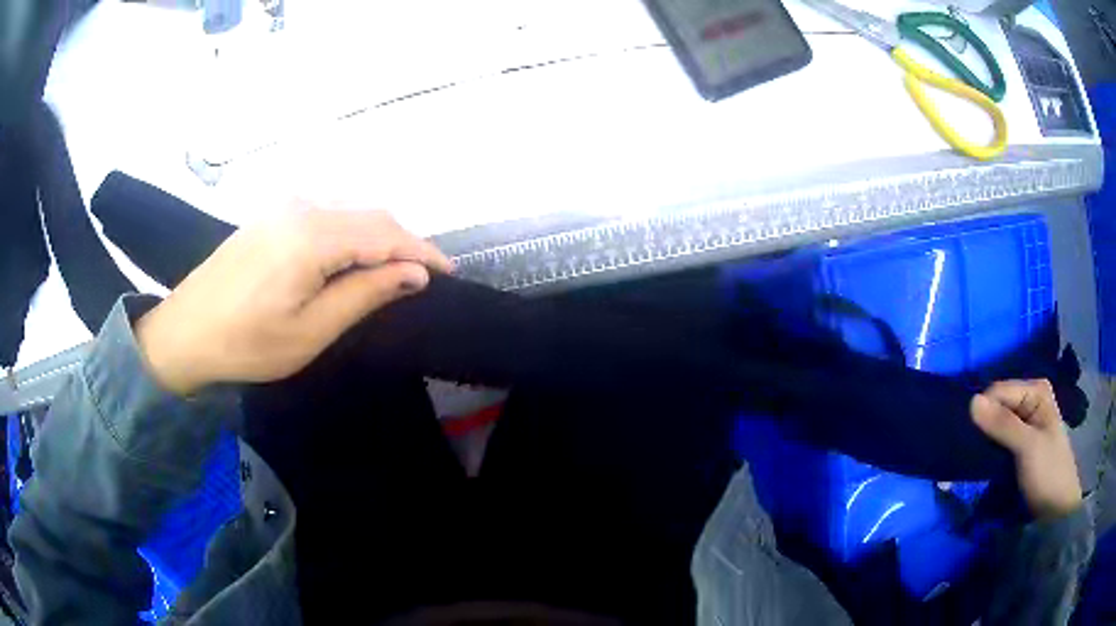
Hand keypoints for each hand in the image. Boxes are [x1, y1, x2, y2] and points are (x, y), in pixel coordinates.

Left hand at [135, 207, 451, 395]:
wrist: (185, 331)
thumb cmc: (247, 343)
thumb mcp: (311, 331)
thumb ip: (365, 294)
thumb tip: (414, 273)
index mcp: (312, 235)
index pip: (385, 233)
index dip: (422, 251)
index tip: (448, 274)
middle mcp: (302, 206)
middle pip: (370, 214)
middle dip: (403, 242)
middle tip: (422, 278)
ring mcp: (284, 204)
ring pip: (350, 209)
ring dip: (378, 235)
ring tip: (392, 270)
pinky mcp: (273, 212)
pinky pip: (327, 211)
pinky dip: (351, 230)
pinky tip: (351, 255)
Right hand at [971, 379, 1083, 520]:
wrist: (1056, 509)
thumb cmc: (1048, 472)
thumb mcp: (1028, 447)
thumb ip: (1002, 424)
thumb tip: (971, 402)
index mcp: (1036, 391)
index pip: (998, 391)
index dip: (984, 411)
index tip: (968, 437)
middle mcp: (1030, 401)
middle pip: (997, 405)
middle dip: (983, 425)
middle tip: (968, 450)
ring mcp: (1025, 423)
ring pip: (996, 423)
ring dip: (984, 439)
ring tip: (971, 457)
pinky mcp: (1019, 444)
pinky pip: (999, 439)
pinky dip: (988, 449)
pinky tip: (981, 461)